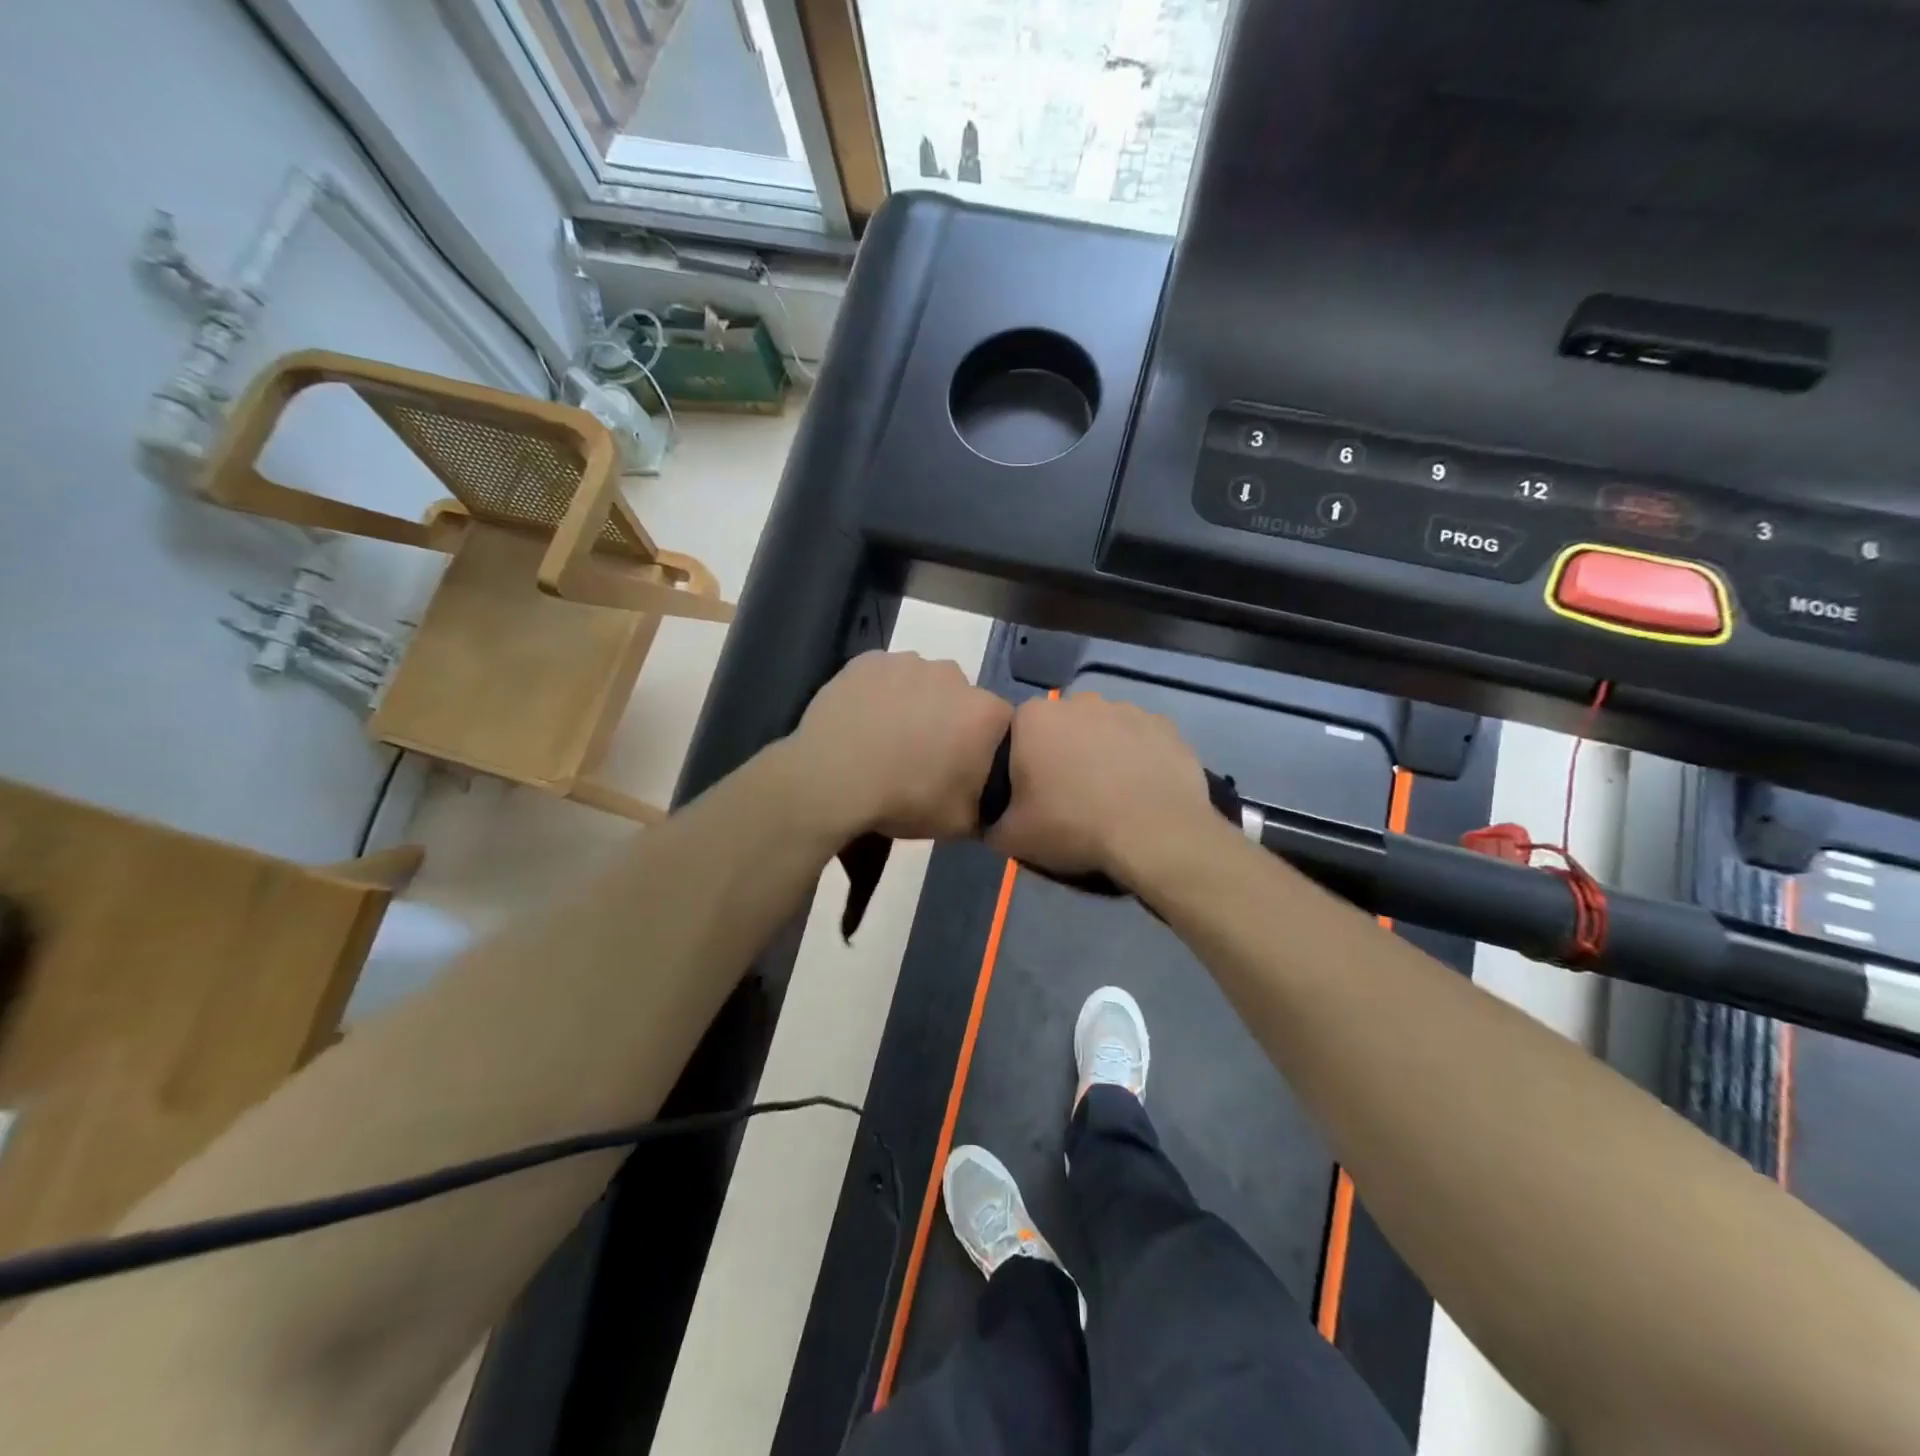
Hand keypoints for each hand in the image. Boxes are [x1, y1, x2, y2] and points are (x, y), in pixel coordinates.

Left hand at [784, 651, 1011, 840]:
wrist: (832, 779)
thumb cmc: (905, 799)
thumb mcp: (960, 823)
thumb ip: (986, 807)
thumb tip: (989, 803)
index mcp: (984, 712)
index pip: (999, 726)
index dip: (982, 749)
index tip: (962, 770)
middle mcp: (953, 675)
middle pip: (960, 699)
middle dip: (948, 721)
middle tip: (922, 756)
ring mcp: (907, 662)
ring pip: (920, 683)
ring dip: (913, 704)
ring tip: (887, 739)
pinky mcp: (867, 660)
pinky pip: (883, 677)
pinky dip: (879, 695)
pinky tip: (863, 722)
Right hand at [986, 693, 1216, 882]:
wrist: (1155, 834)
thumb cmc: (1074, 826)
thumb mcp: (1012, 837)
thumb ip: (992, 821)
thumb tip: (992, 820)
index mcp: (1035, 718)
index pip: (1018, 733)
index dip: (1023, 764)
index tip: (1032, 794)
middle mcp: (1080, 701)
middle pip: (1062, 726)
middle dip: (1063, 751)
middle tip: (1070, 795)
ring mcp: (1127, 709)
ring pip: (1104, 730)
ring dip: (1102, 753)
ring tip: (1110, 795)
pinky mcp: (1165, 726)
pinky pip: (1141, 740)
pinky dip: (1138, 759)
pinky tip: (1141, 790)